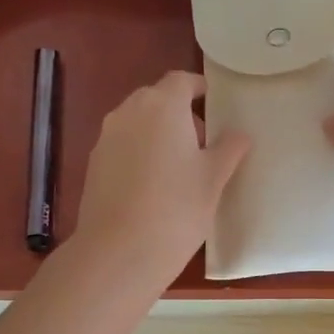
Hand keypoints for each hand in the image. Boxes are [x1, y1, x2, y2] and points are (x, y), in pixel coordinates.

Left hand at [69, 71, 249, 289]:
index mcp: (161, 105)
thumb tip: (239, 134)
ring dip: (158, 135)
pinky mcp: (93, 165)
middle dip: (180, 115)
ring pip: (137, 124)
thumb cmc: (177, 209)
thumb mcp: (213, 179)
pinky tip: (152, 188)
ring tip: (178, 170)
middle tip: (202, 145)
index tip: (215, 106)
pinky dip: (139, 155)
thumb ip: (229, 149)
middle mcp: (128, 112)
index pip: (182, 81)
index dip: (200, 90)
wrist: (119, 252)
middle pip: (157, 100)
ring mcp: (106, 138)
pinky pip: (122, 147)